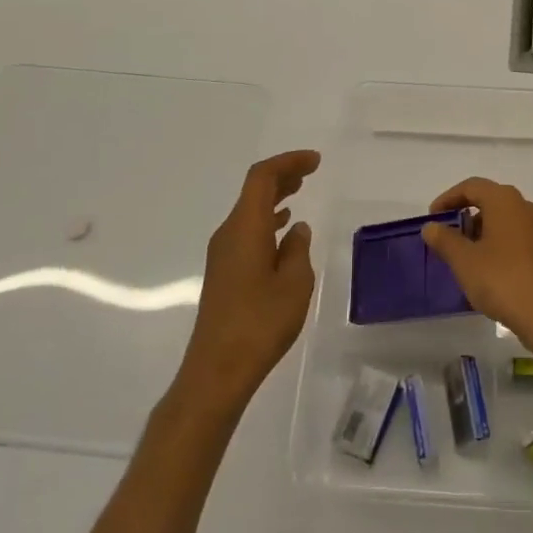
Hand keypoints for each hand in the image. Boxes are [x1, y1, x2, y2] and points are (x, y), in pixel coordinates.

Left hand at [174, 150, 320, 415]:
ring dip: (274, 197)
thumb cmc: (260, 323)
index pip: (262, 177)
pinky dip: (266, 221)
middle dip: (282, 175)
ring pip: (248, 211)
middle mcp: (228, 234)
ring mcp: (222, 254)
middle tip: (310, 170)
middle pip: (253, 191)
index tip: (315, 161)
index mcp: (245, 228)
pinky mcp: (223, 273)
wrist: (217, 371)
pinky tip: (283, 231)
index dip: (288, 162)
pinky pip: (246, 231)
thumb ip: (297, 249)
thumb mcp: (294, 283)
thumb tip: (296, 229)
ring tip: (299, 192)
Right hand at [420, 178, 532, 359]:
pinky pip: (514, 235)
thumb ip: (444, 239)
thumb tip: (431, 226)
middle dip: (464, 216)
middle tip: (445, 238)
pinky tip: (485, 269)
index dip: (448, 199)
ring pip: (502, 219)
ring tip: (462, 256)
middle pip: (488, 200)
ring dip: (480, 231)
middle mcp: (525, 206)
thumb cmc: (502, 281)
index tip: (432, 218)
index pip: (471, 186)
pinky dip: (496, 243)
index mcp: (505, 200)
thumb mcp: (465, 261)